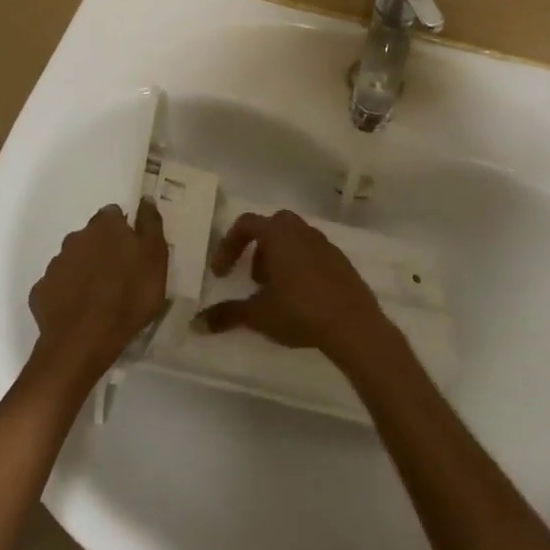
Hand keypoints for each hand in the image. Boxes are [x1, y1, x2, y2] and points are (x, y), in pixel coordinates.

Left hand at [29, 200, 168, 384]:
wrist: (84, 341)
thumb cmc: (129, 296)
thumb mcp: (156, 258)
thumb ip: (151, 225)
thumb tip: (145, 199)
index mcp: (105, 226)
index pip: (114, 214)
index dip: (124, 230)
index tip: (134, 249)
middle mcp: (75, 238)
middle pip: (91, 236)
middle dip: (102, 249)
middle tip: (119, 274)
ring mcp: (55, 265)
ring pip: (73, 260)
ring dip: (84, 270)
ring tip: (100, 296)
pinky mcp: (41, 291)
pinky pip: (57, 286)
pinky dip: (67, 292)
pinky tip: (79, 310)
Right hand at [193, 210, 389, 364]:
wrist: (353, 324)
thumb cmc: (299, 310)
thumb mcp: (258, 315)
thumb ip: (226, 315)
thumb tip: (196, 324)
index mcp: (279, 234)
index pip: (245, 224)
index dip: (228, 246)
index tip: (221, 273)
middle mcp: (302, 231)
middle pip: (272, 227)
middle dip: (258, 248)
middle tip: (253, 278)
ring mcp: (325, 244)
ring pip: (294, 240)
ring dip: (279, 258)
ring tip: (275, 292)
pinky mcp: (341, 261)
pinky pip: (313, 254)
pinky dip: (300, 267)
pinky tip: (300, 298)